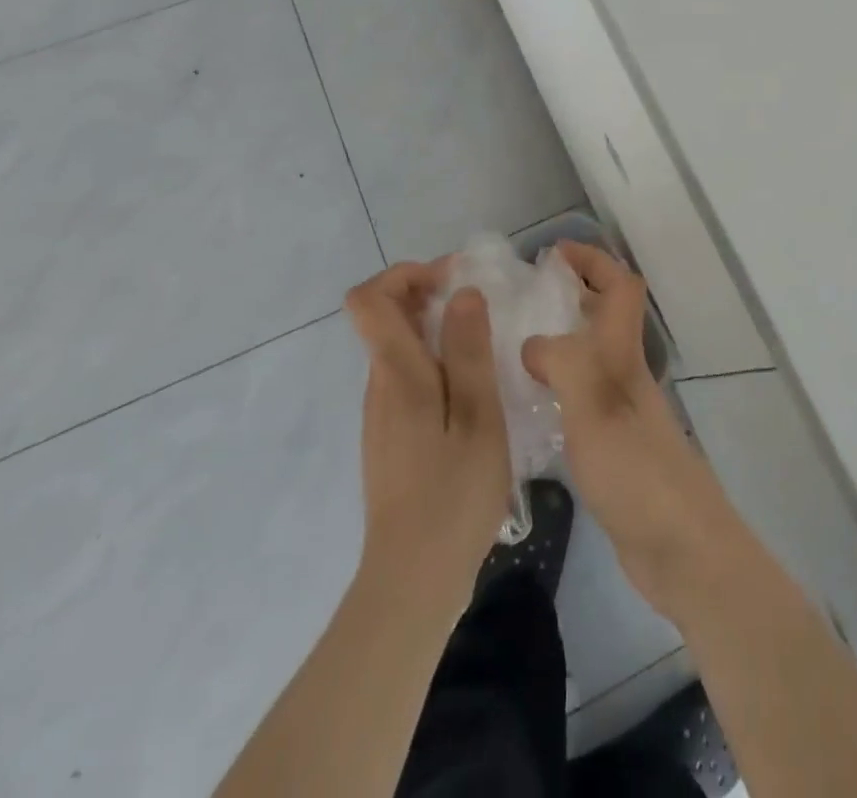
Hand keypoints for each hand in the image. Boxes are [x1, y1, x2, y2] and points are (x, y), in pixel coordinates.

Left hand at [346, 261, 511, 606]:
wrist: (414, 582)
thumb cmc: (453, 495)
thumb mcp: (477, 416)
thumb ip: (468, 351)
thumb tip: (462, 292)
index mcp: (397, 374)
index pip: (369, 299)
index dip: (406, 274)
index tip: (453, 280)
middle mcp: (380, 386)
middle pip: (385, 318)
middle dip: (430, 296)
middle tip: (483, 309)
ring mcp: (383, 415)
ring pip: (400, 348)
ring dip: (437, 330)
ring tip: (487, 348)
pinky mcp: (393, 438)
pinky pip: (409, 378)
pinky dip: (437, 363)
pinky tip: (474, 392)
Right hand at [522, 243, 750, 622]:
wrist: (680, 548)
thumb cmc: (636, 470)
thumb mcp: (593, 406)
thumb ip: (562, 363)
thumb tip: (531, 342)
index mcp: (623, 356)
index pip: (620, 287)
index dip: (593, 260)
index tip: (553, 253)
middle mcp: (625, 376)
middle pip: (605, 317)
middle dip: (572, 295)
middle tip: (522, 297)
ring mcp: (622, 413)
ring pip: (591, 358)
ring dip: (561, 341)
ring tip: (511, 346)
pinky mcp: (614, 449)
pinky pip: (580, 400)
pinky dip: (556, 388)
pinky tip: (527, 407)